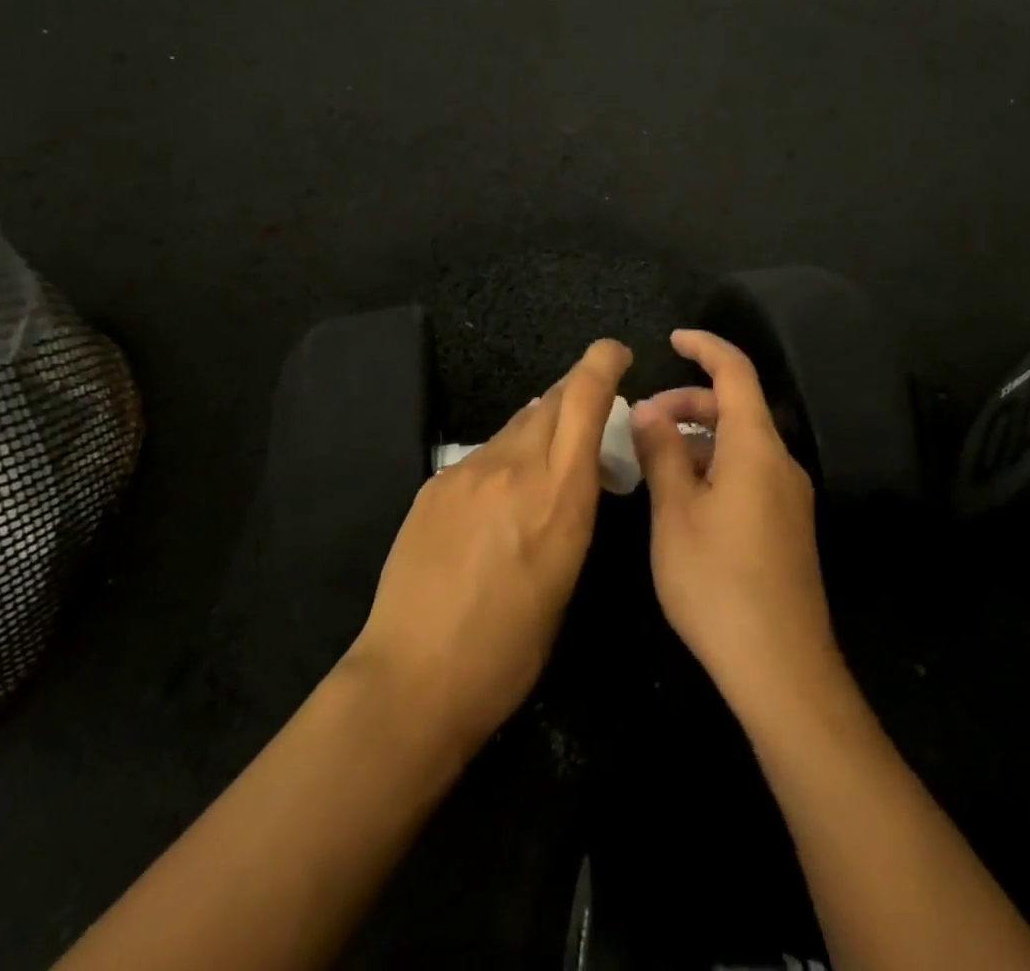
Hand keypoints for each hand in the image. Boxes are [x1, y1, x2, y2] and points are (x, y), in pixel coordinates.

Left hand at [345, 339, 632, 755]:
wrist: (414, 676)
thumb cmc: (510, 648)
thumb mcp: (566, 576)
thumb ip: (570, 509)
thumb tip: (569, 472)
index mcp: (560, 494)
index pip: (583, 398)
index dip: (601, 363)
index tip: (614, 353)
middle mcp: (514, 466)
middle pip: (549, 400)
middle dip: (574, 393)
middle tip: (587, 411)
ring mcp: (467, 471)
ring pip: (514, 427)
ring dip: (536, 431)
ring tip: (540, 465)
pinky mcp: (434, 485)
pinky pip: (480, 456)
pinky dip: (500, 462)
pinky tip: (493, 503)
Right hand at [629, 330, 841, 722]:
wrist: (782, 670)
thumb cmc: (718, 583)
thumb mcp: (674, 513)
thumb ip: (661, 452)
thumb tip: (647, 409)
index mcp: (756, 448)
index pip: (736, 373)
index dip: (705, 347)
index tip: (673, 339)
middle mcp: (780, 463)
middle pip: (737, 408)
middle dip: (688, 401)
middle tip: (643, 422)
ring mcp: (788, 497)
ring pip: (740, 444)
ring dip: (697, 438)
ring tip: (653, 462)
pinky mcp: (786, 526)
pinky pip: (747, 473)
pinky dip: (713, 466)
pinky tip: (682, 498)